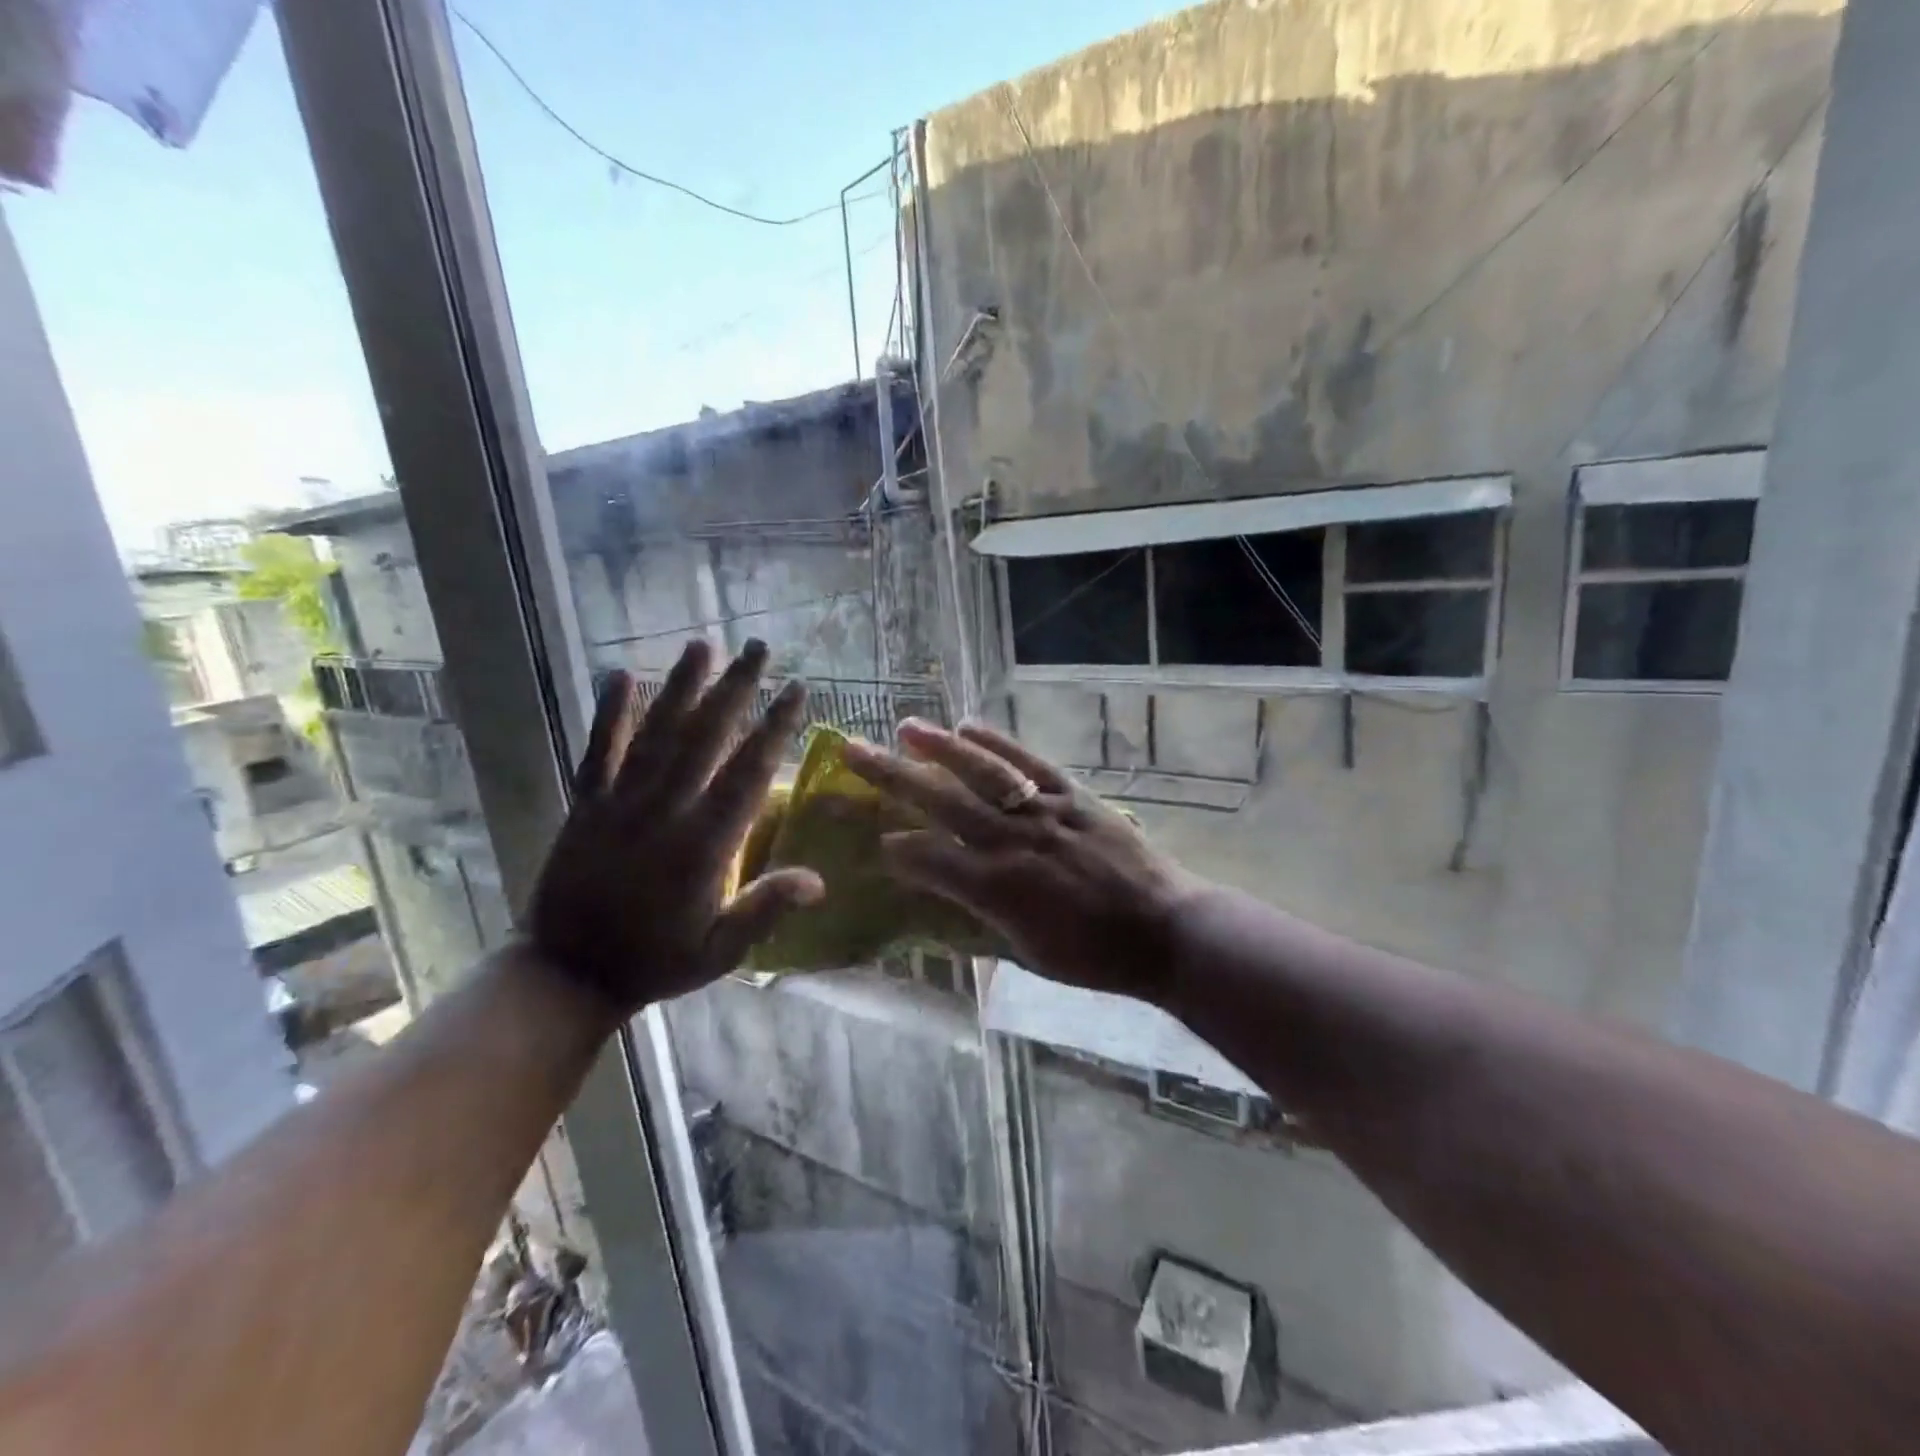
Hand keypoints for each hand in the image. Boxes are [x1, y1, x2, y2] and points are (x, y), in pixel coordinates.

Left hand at [528, 641, 824, 1014]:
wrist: (567, 973)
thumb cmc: (655, 961)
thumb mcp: (720, 951)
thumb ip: (765, 909)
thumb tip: (819, 880)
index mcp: (703, 845)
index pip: (748, 772)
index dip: (775, 727)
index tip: (795, 690)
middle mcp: (664, 811)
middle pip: (705, 737)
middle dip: (736, 688)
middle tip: (759, 648)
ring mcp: (620, 803)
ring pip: (657, 733)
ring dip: (681, 686)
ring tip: (702, 645)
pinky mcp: (586, 805)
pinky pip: (598, 751)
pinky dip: (609, 713)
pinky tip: (619, 675)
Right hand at [842, 720, 1194, 1004]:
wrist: (1164, 930)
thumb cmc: (1093, 955)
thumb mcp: (1027, 951)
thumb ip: (981, 916)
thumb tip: (945, 890)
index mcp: (997, 888)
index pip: (928, 859)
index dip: (896, 848)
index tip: (875, 839)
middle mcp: (1011, 842)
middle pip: (941, 802)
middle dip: (892, 777)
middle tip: (854, 751)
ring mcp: (1043, 812)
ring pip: (982, 772)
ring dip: (940, 748)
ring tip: (906, 728)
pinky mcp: (1072, 796)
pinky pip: (1028, 763)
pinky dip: (998, 743)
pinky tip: (970, 727)